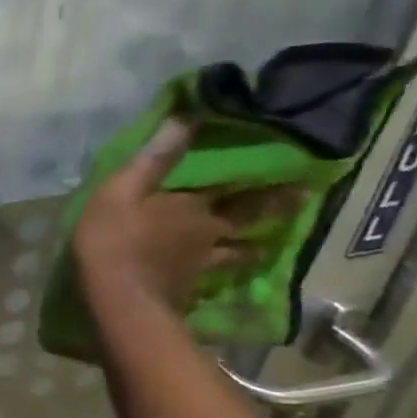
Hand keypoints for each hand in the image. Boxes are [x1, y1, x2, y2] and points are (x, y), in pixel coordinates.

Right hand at [74, 119, 297, 312]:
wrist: (119, 301)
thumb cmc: (114, 239)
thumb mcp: (122, 191)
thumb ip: (154, 159)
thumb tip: (187, 117)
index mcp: (193, 207)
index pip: (236, 188)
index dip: (264, 180)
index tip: (299, 171)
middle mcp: (208, 234)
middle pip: (247, 220)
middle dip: (274, 210)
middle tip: (302, 201)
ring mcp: (202, 266)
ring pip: (238, 254)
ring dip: (254, 248)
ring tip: (267, 246)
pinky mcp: (190, 291)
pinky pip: (215, 279)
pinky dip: (224, 276)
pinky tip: (224, 279)